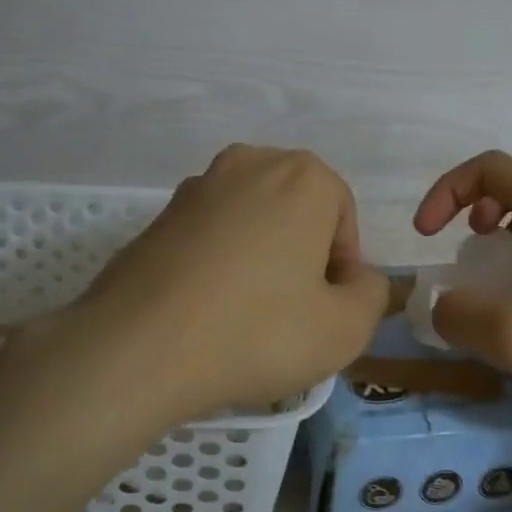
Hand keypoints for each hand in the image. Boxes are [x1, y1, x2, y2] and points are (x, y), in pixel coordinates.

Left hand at [68, 145, 389, 423]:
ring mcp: (198, 186)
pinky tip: (208, 309)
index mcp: (302, 176)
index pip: (342, 216)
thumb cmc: (258, 331)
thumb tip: (356, 278)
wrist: (139, 347)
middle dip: (302, 256)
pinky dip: (219, 263)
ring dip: (260, 258)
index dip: (342, 266)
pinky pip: (210, 235)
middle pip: (296, 212)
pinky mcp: (159, 215)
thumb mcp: (345, 329)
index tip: (325, 308)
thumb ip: (371, 294)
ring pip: (252, 222)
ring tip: (248, 315)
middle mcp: (250, 164)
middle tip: (293, 312)